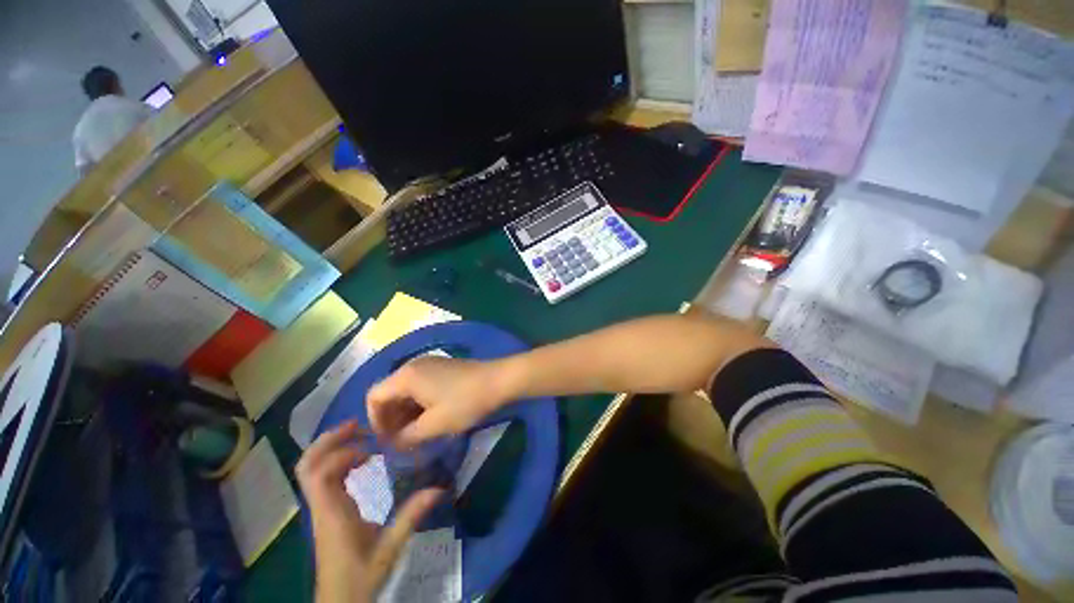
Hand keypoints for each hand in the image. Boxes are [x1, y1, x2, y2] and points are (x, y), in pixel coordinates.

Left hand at [297, 422, 442, 602]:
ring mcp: (320, 508)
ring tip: (362, 436)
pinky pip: (323, 477)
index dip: (341, 452)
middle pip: (307, 466)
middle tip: (359, 426)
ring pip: (311, 469)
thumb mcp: (390, 548)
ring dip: (332, 447)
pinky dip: (338, 461)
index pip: (319, 474)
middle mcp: (321, 507)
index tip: (371, 445)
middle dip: (329, 440)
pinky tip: (362, 460)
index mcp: (332, 514)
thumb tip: (439, 488)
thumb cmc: (360, 578)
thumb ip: (412, 516)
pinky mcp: (325, 511)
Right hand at [367, 356, 513, 448]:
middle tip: (400, 442)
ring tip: (415, 434)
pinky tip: (429, 419)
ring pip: (405, 391)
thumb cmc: (465, 402)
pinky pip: (420, 386)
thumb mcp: (434, 424)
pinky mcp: (442, 368)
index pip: (373, 397)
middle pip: (389, 392)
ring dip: (405, 413)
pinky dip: (418, 403)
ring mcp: (430, 364)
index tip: (387, 442)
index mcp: (406, 376)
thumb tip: (393, 444)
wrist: (499, 380)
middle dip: (391, 419)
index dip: (375, 422)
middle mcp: (413, 365)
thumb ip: (407, 436)